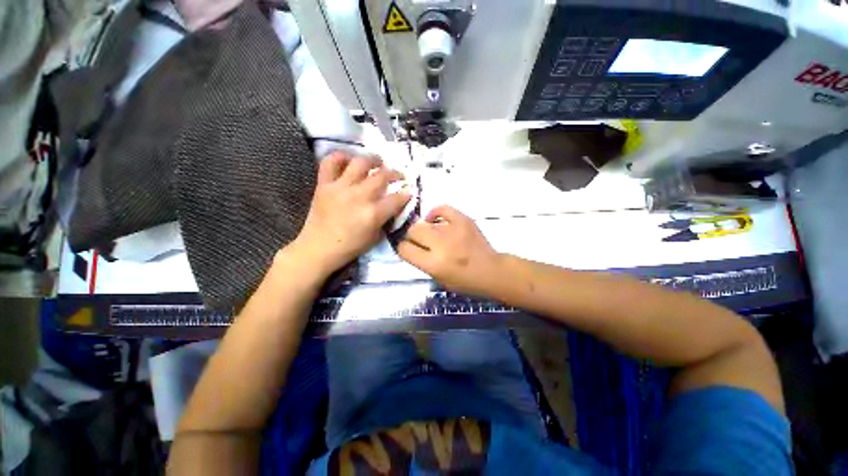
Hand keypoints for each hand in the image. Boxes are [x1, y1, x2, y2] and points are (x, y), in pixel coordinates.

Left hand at [290, 152, 411, 275]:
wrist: (319, 248)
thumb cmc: (350, 246)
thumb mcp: (376, 237)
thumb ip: (386, 219)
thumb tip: (392, 206)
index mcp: (373, 213)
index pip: (396, 198)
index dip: (406, 194)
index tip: (409, 192)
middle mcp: (359, 196)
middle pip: (382, 176)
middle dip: (395, 174)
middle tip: (397, 176)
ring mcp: (340, 188)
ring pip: (360, 163)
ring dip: (372, 159)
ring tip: (378, 161)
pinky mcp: (324, 184)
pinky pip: (330, 163)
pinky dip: (340, 157)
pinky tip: (349, 160)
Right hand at [397, 205, 502, 296]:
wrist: (491, 272)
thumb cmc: (465, 281)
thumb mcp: (438, 278)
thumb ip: (422, 261)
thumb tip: (410, 244)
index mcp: (434, 264)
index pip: (404, 249)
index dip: (403, 248)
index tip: (407, 248)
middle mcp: (441, 245)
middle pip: (413, 231)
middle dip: (412, 236)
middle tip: (420, 241)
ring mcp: (453, 230)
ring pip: (425, 221)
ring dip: (425, 229)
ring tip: (432, 234)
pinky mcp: (463, 220)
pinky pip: (443, 209)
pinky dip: (436, 213)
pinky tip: (436, 219)